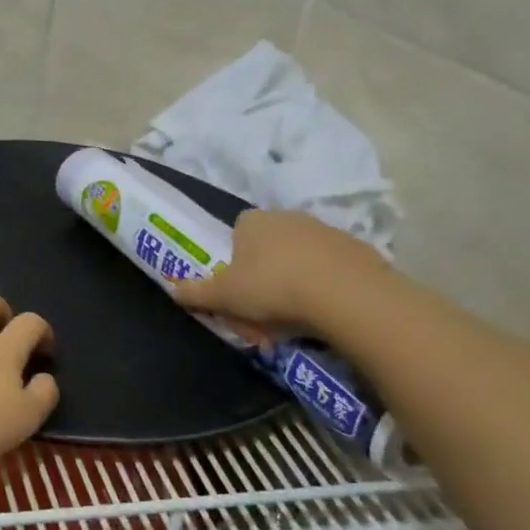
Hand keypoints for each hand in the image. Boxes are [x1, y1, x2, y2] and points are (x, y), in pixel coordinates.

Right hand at [173, 210, 386, 340]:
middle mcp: (288, 216)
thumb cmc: (271, 288)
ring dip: (296, 277)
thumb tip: (172, 288)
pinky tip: (325, 309)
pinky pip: (332, 267)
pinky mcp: (357, 248)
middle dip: (266, 269)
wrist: (345, 294)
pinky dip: (326, 284)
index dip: (235, 259)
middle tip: (264, 305)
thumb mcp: (223, 296)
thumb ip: (195, 292)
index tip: (238, 286)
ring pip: (301, 255)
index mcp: (252, 221)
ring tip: (296, 313)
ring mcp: (325, 230)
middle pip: (269, 243)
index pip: (237, 232)